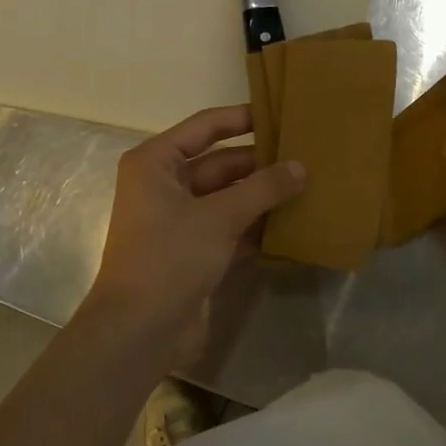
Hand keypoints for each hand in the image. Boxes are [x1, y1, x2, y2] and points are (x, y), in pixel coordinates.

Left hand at [85, 105, 304, 362]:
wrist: (139, 332)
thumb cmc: (170, 257)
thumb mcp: (220, 216)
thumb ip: (263, 188)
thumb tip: (301, 167)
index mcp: (156, 163)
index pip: (205, 127)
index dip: (241, 118)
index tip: (279, 113)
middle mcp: (164, 185)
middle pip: (219, 162)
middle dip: (259, 161)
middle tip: (304, 154)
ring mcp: (178, 219)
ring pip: (227, 195)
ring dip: (261, 193)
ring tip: (305, 183)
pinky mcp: (192, 249)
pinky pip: (229, 224)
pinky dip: (255, 222)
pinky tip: (290, 220)